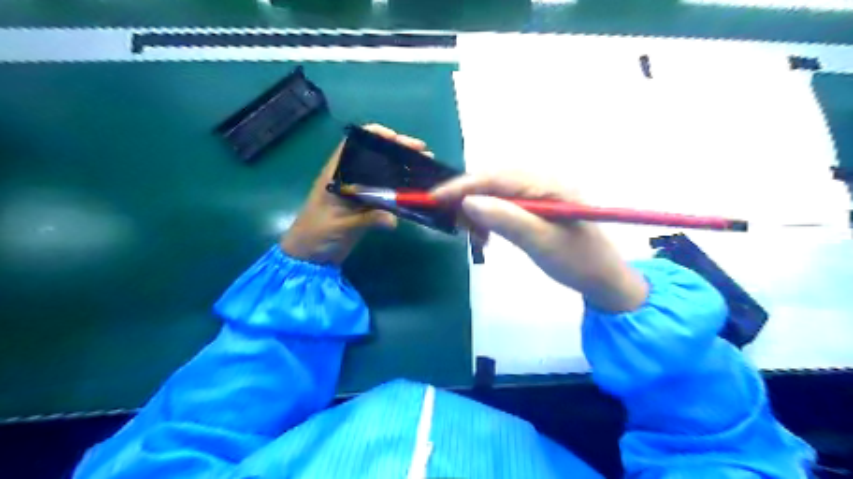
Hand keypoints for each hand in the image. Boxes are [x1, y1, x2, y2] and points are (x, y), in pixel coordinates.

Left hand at [282, 123, 432, 264]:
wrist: (311, 257)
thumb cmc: (316, 234)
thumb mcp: (341, 226)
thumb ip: (367, 220)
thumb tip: (393, 220)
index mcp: (336, 174)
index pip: (354, 145)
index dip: (375, 136)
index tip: (396, 138)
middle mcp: (350, 178)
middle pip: (375, 156)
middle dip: (398, 151)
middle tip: (422, 152)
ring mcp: (360, 192)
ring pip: (384, 173)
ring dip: (403, 168)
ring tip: (426, 166)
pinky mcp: (367, 206)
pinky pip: (387, 193)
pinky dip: (401, 189)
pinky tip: (417, 189)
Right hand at [434, 174, 646, 312]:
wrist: (604, 279)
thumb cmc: (578, 261)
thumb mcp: (541, 243)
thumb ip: (506, 219)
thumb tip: (467, 201)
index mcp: (547, 184)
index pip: (495, 177)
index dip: (462, 186)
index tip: (432, 198)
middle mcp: (542, 181)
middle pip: (492, 181)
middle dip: (466, 198)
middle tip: (452, 222)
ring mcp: (539, 193)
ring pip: (495, 193)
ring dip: (476, 210)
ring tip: (471, 235)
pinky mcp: (535, 206)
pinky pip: (503, 205)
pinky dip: (488, 218)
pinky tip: (485, 236)